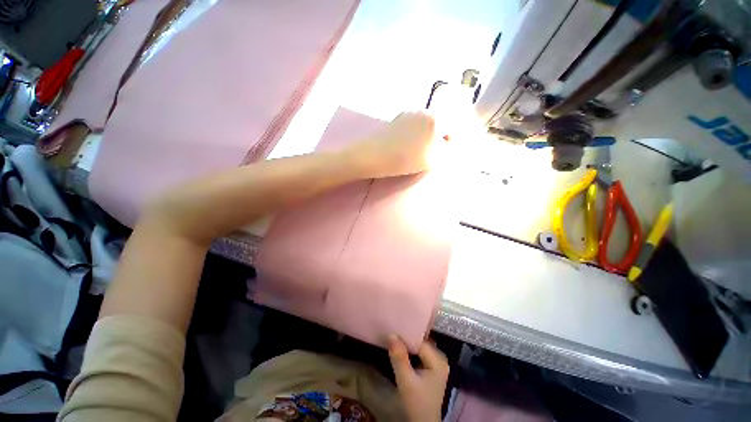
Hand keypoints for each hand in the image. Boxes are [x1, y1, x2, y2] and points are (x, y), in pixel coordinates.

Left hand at [347, 111, 443, 178]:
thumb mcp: (433, 159)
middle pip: (437, 125)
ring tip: (413, 151)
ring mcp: (408, 113)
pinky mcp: (397, 119)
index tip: (438, 154)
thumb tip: (448, 141)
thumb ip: (447, 149)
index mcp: (435, 119)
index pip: (450, 129)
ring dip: (423, 136)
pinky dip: (412, 135)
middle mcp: (423, 111)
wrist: (374, 155)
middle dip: (435, 139)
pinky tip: (403, 146)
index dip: (446, 143)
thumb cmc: (405, 159)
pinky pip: (412, 126)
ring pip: (423, 126)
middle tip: (425, 154)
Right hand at [388, 335, 448, 421]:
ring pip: (419, 346)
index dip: (406, 335)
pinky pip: (419, 352)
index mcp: (438, 360)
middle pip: (420, 342)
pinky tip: (400, 348)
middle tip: (391, 331)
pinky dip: (409, 350)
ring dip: (407, 344)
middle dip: (406, 338)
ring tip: (393, 337)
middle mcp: (440, 358)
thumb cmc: (417, 404)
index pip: (420, 341)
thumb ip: (399, 358)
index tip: (392, 329)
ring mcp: (436, 362)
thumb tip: (392, 334)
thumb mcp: (406, 382)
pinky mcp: (431, 367)